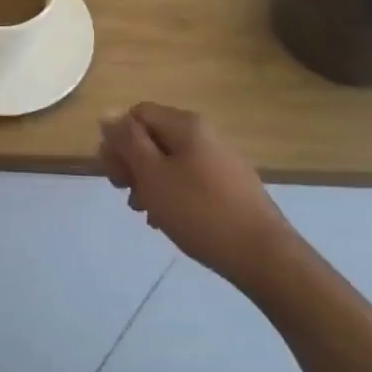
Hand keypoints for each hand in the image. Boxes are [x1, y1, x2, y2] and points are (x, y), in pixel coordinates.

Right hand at [99, 104, 294, 290]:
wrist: (263, 256)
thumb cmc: (199, 211)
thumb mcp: (152, 174)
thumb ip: (127, 142)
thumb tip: (108, 114)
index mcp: (185, 125)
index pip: (137, 114)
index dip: (117, 139)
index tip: (113, 173)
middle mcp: (204, 135)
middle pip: (153, 136)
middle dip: (132, 163)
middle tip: (125, 193)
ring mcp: (219, 161)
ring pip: (169, 161)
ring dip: (149, 181)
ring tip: (144, 211)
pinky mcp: (229, 186)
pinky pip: (188, 179)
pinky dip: (171, 194)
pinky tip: (167, 220)